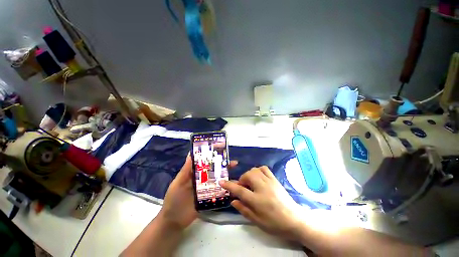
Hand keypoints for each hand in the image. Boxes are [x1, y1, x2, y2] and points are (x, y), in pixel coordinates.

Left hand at [159, 155, 237, 230]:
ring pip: (217, 180)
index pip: (206, 163)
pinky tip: (233, 188)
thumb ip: (185, 170)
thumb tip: (190, 153)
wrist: (174, 221)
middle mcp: (202, 180)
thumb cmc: (174, 199)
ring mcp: (206, 189)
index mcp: (195, 174)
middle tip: (234, 163)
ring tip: (236, 175)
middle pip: (214, 171)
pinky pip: (218, 192)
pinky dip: (225, 189)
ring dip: (226, 177)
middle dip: (224, 166)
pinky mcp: (209, 198)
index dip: (214, 158)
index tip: (223, 153)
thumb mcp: (178, 182)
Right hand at [220, 166, 303, 240]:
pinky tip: (258, 176)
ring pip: (254, 170)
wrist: (295, 219)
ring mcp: (269, 181)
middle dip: (241, 180)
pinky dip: (258, 170)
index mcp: (257, 200)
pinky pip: (264, 168)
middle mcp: (262, 187)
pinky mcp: (274, 179)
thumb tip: (233, 201)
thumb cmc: (275, 223)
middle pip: (247, 176)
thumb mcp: (257, 221)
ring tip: (250, 183)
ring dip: (249, 175)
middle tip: (243, 188)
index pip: (239, 190)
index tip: (221, 182)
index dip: (229, 185)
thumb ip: (243, 209)